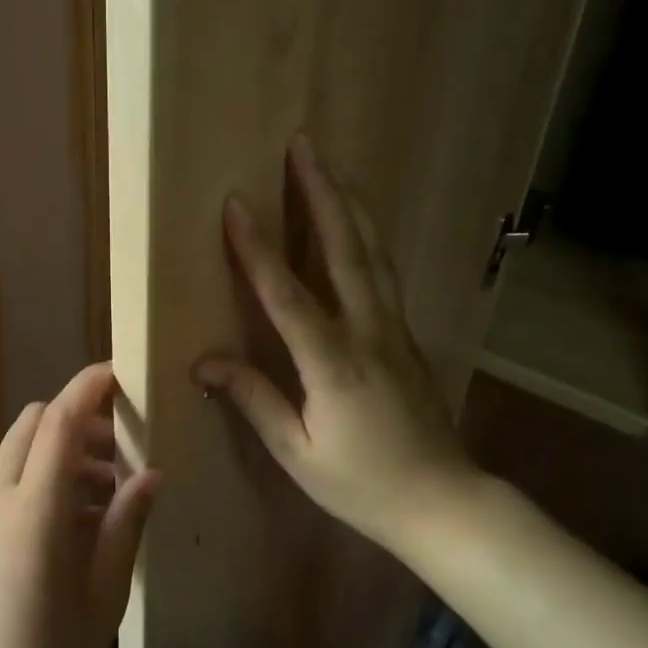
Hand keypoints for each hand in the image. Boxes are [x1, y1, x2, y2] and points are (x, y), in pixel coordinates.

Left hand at [0, 363, 158, 647]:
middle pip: (30, 426)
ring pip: (15, 456)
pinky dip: (35, 483)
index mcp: (34, 509)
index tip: (116, 374)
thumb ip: (125, 524)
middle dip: (73, 420)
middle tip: (116, 450)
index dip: (86, 388)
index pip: (58, 421)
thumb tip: (150, 475)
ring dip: (56, 455)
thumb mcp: (104, 593)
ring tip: (100, 499)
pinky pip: (2, 489)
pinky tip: (64, 531)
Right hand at [192, 135, 478, 550]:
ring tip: (331, 167)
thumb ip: (254, 398)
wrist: (444, 502)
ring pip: (373, 253)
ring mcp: (394, 329)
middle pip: (345, 249)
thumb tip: (204, 361)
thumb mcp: (298, 452)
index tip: (237, 203)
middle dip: (322, 193)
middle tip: (304, 145)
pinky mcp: (407, 335)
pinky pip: (384, 273)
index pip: (287, 295)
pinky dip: (368, 237)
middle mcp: (368, 332)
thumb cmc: (362, 485)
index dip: (258, 248)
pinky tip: (359, 223)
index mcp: (334, 363)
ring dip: (350, 204)